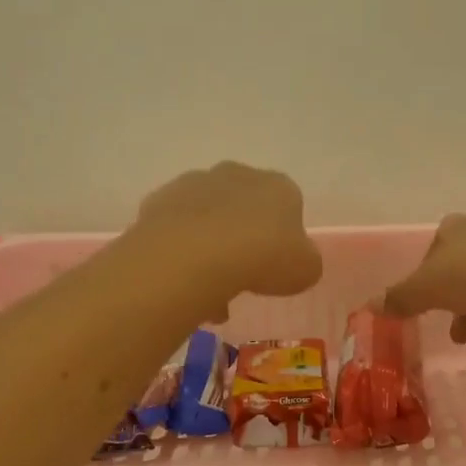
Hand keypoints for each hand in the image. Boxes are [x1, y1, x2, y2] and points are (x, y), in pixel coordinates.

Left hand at [132, 162, 323, 310]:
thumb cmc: (264, 259)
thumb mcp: (306, 270)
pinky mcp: (159, 201)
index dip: (284, 237)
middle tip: (244, 276)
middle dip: (244, 238)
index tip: (278, 265)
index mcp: (279, 186)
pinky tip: (185, 283)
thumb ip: (305, 261)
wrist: (195, 256)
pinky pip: (176, 231)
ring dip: (211, 248)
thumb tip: (296, 261)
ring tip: (210, 291)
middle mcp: (237, 174)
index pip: (289, 205)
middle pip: (245, 208)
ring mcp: (194, 184)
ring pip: (208, 219)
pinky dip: (181, 253)